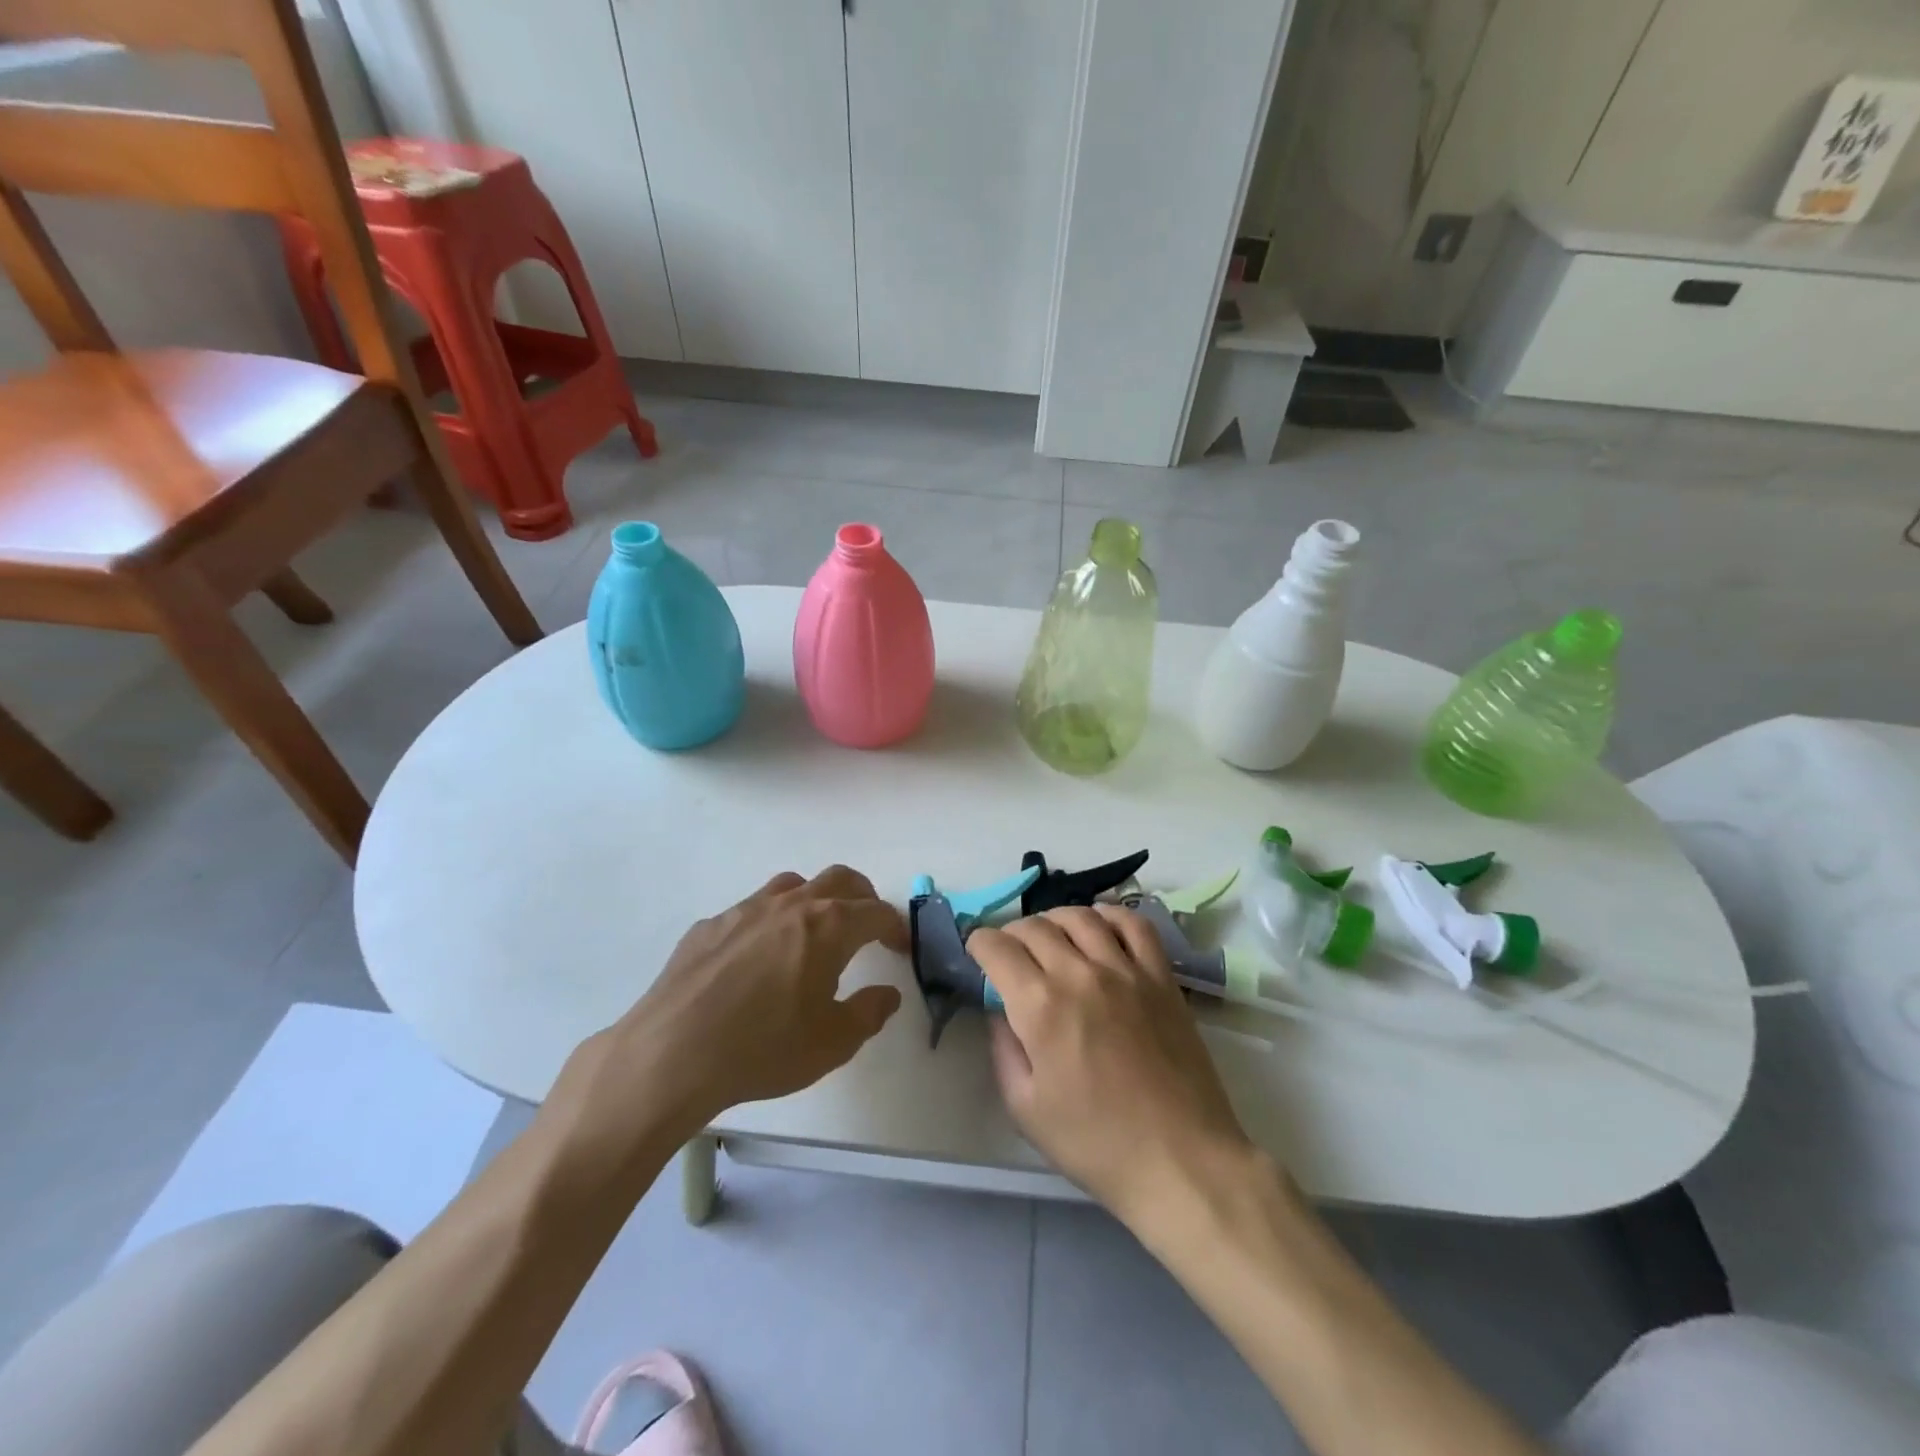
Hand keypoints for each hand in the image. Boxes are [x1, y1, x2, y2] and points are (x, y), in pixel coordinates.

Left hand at [565, 866, 908, 1150]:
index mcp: (828, 926)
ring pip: (792, 886)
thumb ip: (869, 1012)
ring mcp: (746, 909)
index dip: (895, 926)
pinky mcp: (710, 925)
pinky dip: (769, 921)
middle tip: (868, 925)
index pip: (876, 911)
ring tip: (814, 932)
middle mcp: (791, 905)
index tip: (899, 946)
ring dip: (815, 899)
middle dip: (862, 896)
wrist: (672, 1053)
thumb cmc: (764, 1048)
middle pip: (839, 879)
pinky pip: (751, 909)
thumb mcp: (832, 1043)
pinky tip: (757, 958)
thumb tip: (887, 993)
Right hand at [969, 905, 1258, 1231]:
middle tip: (1010, 953)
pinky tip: (1099, 926)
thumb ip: (1003, 1048)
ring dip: (1054, 920)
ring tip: (1051, 937)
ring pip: (1080, 916)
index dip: (979, 944)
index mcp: (1040, 1006)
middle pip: (1035, 927)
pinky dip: (1109, 914)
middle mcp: (1079, 973)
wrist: (1180, 1160)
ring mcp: (1125, 970)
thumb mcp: (1025, 1108)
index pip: (997, 948)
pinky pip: (1134, 924)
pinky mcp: (1160, 976)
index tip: (978, 953)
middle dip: (1011, 933)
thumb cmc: (1095, 1143)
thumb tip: (1000, 1010)